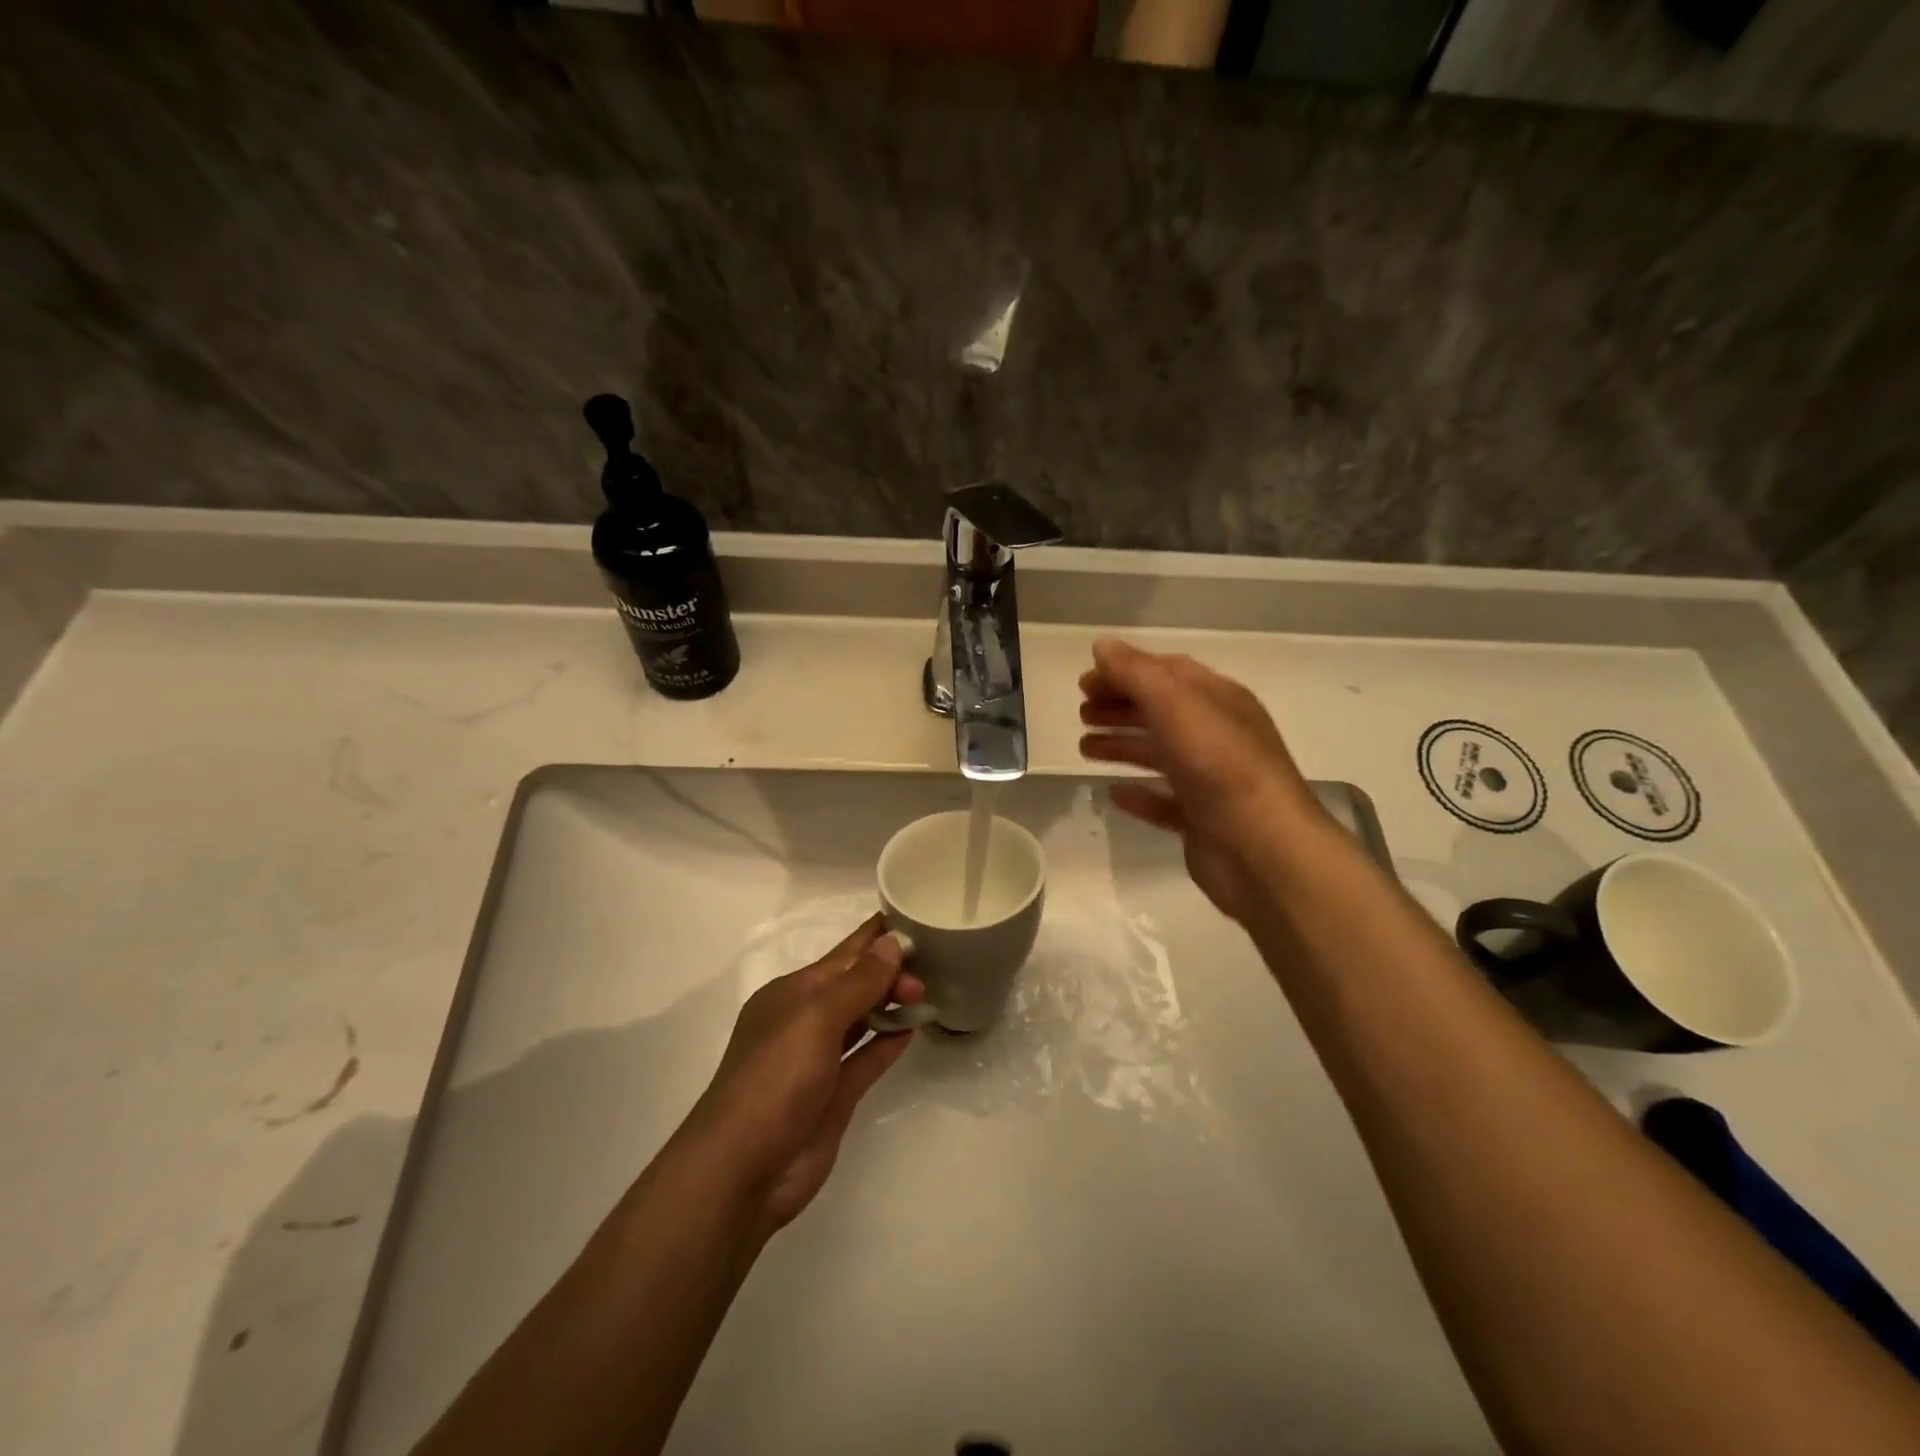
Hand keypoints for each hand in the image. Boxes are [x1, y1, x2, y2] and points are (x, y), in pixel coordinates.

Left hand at [685, 916, 922, 1231]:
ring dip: (892, 1003)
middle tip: (931, 970)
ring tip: (930, 989)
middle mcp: (805, 1021)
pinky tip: (914, 1028)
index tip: (913, 916)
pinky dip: (889, 1041)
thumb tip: (892, 942)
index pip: (843, 954)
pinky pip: (867, 1057)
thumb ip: (858, 981)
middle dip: (890, 971)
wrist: (743, 1170)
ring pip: (863, 1019)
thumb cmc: (776, 1078)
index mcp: (792, 993)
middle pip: (855, 984)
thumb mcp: (816, 1017)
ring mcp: (819, 1060)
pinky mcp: (834, 1095)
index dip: (875, 936)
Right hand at [1078, 638, 1333, 923]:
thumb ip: (1136, 673)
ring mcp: (1210, 780)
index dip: (1124, 671)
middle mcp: (1216, 735)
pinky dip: (1138, 794)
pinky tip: (1113, 794)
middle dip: (1119, 708)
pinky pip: (1164, 801)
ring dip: (1121, 745)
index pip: (1167, 672)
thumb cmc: (1220, 766)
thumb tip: (1102, 646)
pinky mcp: (1201, 820)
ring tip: (1083, 748)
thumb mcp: (1176, 706)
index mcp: (1218, 700)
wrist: (1262, 849)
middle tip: (1080, 713)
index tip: (1084, 681)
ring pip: (1159, 754)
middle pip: (1160, 712)